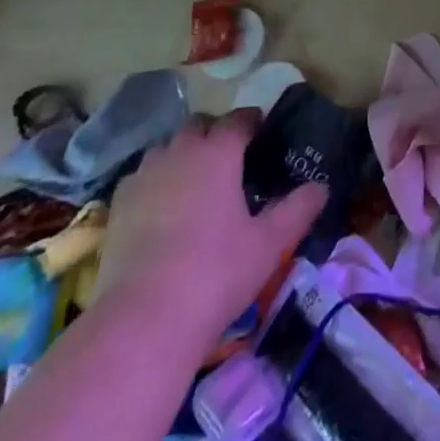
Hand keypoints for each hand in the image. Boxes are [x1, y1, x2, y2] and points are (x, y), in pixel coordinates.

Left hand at [95, 112, 325, 344]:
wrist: (142, 321)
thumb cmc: (215, 275)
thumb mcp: (268, 245)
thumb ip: (297, 210)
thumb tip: (321, 187)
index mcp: (218, 152)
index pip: (239, 119)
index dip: (252, 122)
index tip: (262, 133)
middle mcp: (180, 150)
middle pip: (199, 125)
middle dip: (215, 133)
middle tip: (230, 160)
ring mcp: (145, 174)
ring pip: (168, 147)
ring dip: (184, 154)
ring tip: (195, 182)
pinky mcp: (118, 203)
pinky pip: (142, 176)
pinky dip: (156, 181)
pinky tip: (162, 208)